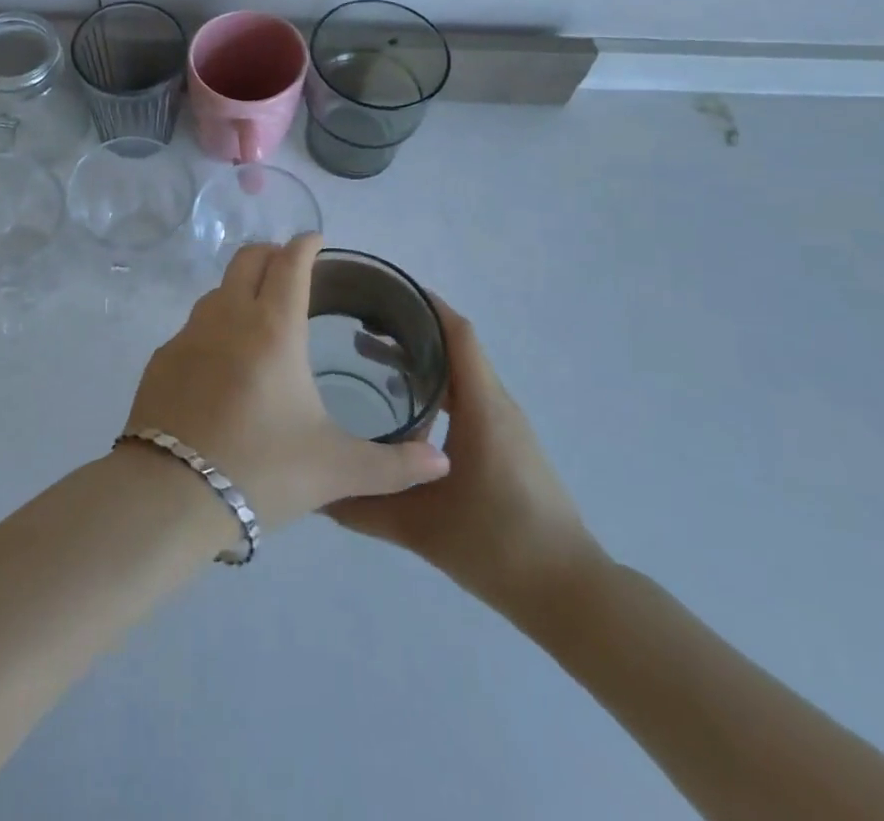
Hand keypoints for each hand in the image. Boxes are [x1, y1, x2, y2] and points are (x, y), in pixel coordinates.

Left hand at [122, 234, 449, 535]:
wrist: (169, 495)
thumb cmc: (261, 469)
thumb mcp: (335, 470)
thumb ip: (393, 466)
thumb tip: (443, 463)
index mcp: (274, 328)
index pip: (290, 262)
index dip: (306, 244)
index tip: (317, 240)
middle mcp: (228, 317)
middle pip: (248, 259)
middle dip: (272, 253)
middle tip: (291, 269)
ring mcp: (188, 335)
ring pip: (217, 290)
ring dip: (241, 288)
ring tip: (260, 316)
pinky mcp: (162, 359)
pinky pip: (193, 327)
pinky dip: (214, 327)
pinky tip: (223, 364)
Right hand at [328, 295, 605, 633]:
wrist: (570, 594)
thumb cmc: (498, 546)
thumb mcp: (420, 528)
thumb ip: (363, 506)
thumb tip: (314, 490)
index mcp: (482, 406)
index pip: (457, 333)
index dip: (424, 304)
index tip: (382, 289)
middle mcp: (497, 404)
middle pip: (454, 346)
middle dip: (407, 328)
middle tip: (357, 322)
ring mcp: (506, 424)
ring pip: (460, 371)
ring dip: (420, 357)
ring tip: (369, 357)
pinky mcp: (507, 445)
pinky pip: (468, 395)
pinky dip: (434, 385)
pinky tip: (404, 407)